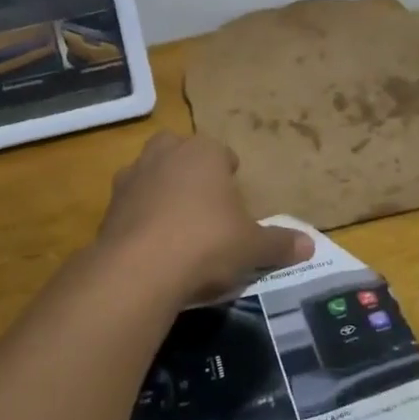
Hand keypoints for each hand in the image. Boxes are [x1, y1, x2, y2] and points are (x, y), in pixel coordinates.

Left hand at [98, 132, 313, 305]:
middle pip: (179, 152)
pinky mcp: (109, 204)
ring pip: (150, 172)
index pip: (221, 153)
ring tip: (175, 223)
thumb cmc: (207, 243)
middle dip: (189, 169)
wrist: (141, 267)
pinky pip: (130, 203)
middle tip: (203, 202)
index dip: (229, 173)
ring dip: (160, 189)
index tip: (233, 198)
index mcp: (204, 152)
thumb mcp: (252, 246)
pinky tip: (151, 244)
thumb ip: (280, 243)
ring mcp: (132, 176)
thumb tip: (310, 246)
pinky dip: (139, 216)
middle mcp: (165, 154)